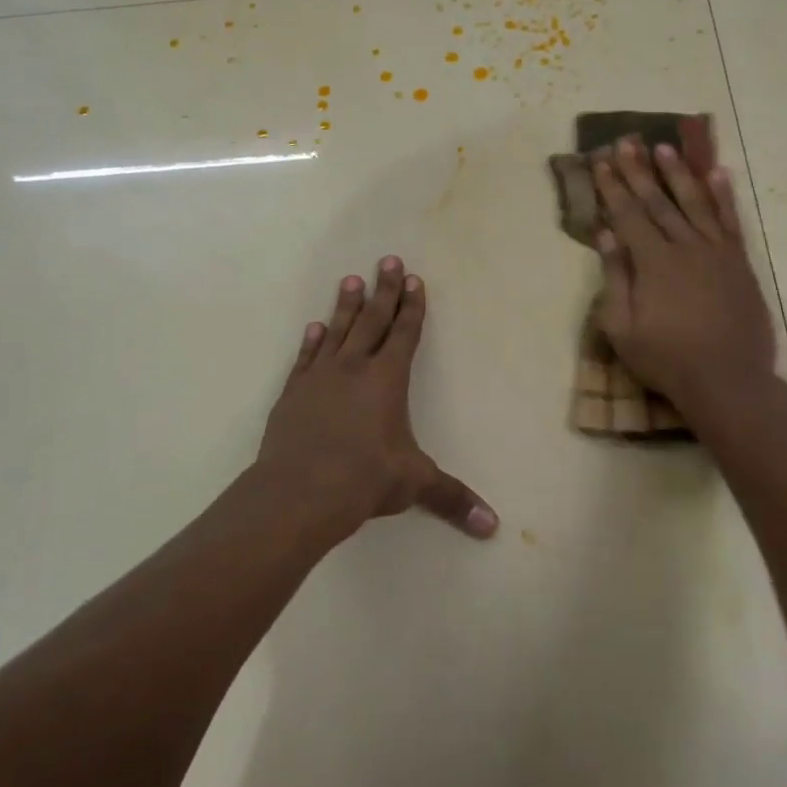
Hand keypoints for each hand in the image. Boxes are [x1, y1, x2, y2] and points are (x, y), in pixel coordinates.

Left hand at [258, 258, 497, 541]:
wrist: (300, 490)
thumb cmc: (365, 479)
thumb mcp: (414, 484)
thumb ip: (452, 498)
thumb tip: (493, 527)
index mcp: (387, 380)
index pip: (404, 334)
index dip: (412, 307)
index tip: (414, 280)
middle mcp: (354, 368)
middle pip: (373, 320)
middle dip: (384, 290)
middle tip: (388, 260)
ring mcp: (320, 377)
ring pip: (338, 331)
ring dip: (347, 305)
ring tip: (351, 279)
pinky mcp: (293, 392)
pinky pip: (306, 357)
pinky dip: (312, 340)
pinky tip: (315, 326)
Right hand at [591, 138, 779, 414]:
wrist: (728, 380)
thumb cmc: (666, 359)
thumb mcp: (622, 328)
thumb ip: (614, 277)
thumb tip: (605, 234)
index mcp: (653, 262)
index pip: (628, 215)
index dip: (613, 187)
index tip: (602, 161)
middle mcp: (686, 247)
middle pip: (659, 201)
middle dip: (639, 171)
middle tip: (627, 142)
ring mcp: (717, 252)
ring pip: (695, 202)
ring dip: (678, 174)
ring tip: (665, 148)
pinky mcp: (739, 263)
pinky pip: (730, 220)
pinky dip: (723, 195)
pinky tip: (717, 173)